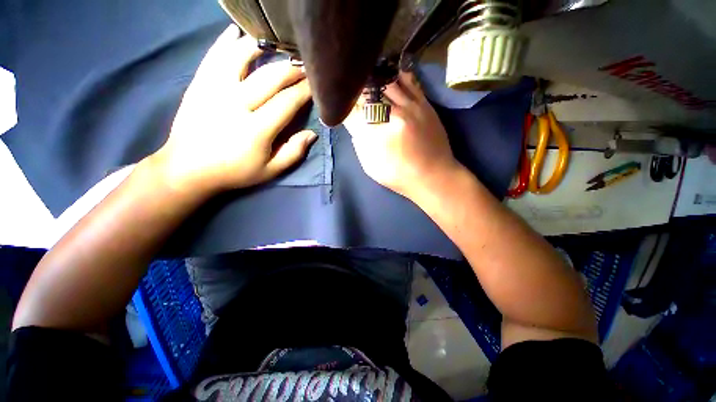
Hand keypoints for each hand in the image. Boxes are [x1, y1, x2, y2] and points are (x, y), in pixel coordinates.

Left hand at [153, 25, 315, 193]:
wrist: (187, 168)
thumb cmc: (234, 172)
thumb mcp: (270, 171)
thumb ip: (293, 153)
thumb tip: (312, 134)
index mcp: (256, 129)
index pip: (287, 102)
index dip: (304, 91)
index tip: (315, 84)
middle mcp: (236, 104)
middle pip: (269, 77)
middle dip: (290, 68)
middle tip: (303, 64)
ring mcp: (214, 90)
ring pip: (239, 58)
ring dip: (260, 47)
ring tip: (275, 44)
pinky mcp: (198, 84)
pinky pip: (213, 57)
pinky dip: (225, 42)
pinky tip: (235, 31)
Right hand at [345, 71, 462, 199]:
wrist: (433, 176)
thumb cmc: (399, 176)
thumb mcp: (371, 167)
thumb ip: (359, 145)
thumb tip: (355, 125)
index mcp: (377, 134)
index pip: (353, 111)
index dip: (345, 107)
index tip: (343, 108)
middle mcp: (393, 115)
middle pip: (368, 92)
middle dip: (357, 91)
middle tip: (352, 92)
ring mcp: (410, 106)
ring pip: (386, 81)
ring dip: (373, 80)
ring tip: (366, 79)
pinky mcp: (424, 104)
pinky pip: (408, 80)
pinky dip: (395, 75)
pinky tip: (388, 74)